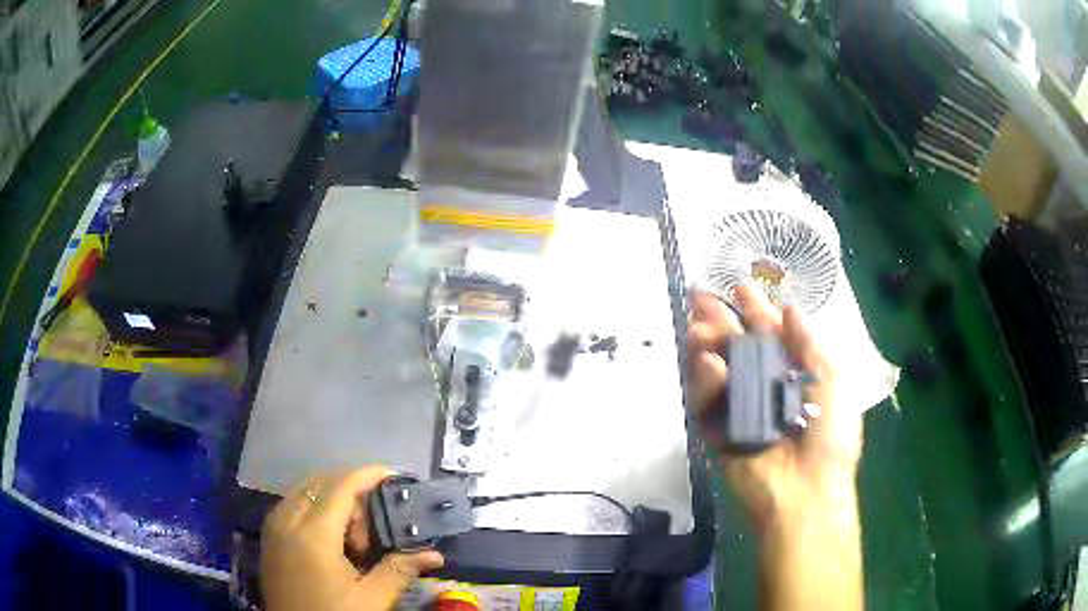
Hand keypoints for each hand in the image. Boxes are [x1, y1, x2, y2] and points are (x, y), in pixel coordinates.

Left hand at [261, 467, 444, 610]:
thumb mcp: (370, 599)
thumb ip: (399, 570)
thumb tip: (435, 554)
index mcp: (314, 534)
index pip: (341, 487)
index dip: (368, 475)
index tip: (394, 474)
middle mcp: (287, 520)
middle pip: (322, 482)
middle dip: (352, 493)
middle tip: (373, 529)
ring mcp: (274, 526)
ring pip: (304, 489)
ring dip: (332, 499)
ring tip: (352, 537)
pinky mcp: (269, 536)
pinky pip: (291, 503)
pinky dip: (314, 506)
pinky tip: (329, 535)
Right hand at [687, 285, 862, 532]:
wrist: (807, 490)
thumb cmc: (830, 434)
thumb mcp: (832, 380)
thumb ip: (810, 344)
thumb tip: (790, 307)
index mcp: (793, 374)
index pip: (770, 335)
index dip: (755, 310)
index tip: (739, 287)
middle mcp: (763, 387)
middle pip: (737, 347)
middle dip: (720, 320)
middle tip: (699, 297)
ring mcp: (739, 409)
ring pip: (716, 370)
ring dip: (706, 344)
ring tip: (697, 325)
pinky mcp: (717, 432)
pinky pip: (705, 403)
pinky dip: (703, 380)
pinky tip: (706, 360)